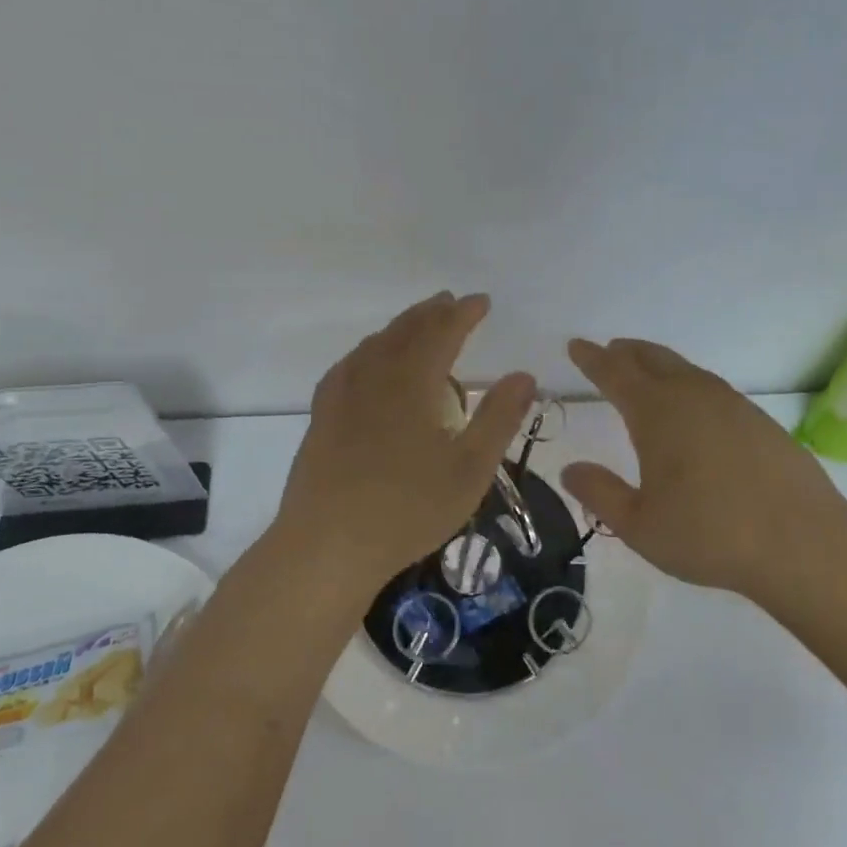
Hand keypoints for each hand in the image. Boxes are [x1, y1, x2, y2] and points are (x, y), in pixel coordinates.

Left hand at [276, 293, 535, 584]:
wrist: (328, 545)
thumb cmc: (409, 509)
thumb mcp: (470, 469)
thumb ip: (500, 418)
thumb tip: (524, 375)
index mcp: (413, 383)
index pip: (442, 332)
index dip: (464, 314)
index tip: (482, 301)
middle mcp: (375, 376)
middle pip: (405, 331)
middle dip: (432, 313)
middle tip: (451, 302)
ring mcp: (342, 395)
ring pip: (375, 344)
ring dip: (401, 327)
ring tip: (417, 324)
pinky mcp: (322, 416)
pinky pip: (349, 365)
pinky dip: (368, 350)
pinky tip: (367, 361)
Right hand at [561, 337, 846, 598]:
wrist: (802, 542)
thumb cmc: (710, 534)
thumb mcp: (640, 525)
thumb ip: (600, 494)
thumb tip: (571, 470)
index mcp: (657, 413)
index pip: (615, 373)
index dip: (592, 358)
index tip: (576, 345)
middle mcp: (692, 396)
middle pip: (652, 359)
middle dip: (626, 352)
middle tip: (610, 350)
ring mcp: (731, 404)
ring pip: (686, 370)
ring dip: (659, 364)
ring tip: (647, 372)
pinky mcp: (760, 420)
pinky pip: (712, 388)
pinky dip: (690, 384)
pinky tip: (694, 407)